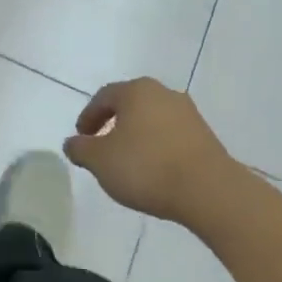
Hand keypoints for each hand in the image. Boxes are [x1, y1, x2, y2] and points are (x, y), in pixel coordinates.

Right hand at [63, 78, 229, 224]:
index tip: (81, 137)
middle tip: (102, 146)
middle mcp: (164, 93)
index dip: (88, 116)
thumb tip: (72, 143)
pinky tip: (154, 170)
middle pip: (130, 104)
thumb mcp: (100, 161)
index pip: (104, 97)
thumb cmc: (147, 167)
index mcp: (136, 91)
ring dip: (137, 136)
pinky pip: (172, 136)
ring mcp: (189, 114)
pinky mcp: (206, 137)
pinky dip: (157, 147)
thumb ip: (80, 149)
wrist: (209, 191)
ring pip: (152, 120)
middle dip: (113, 123)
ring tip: (128, 162)